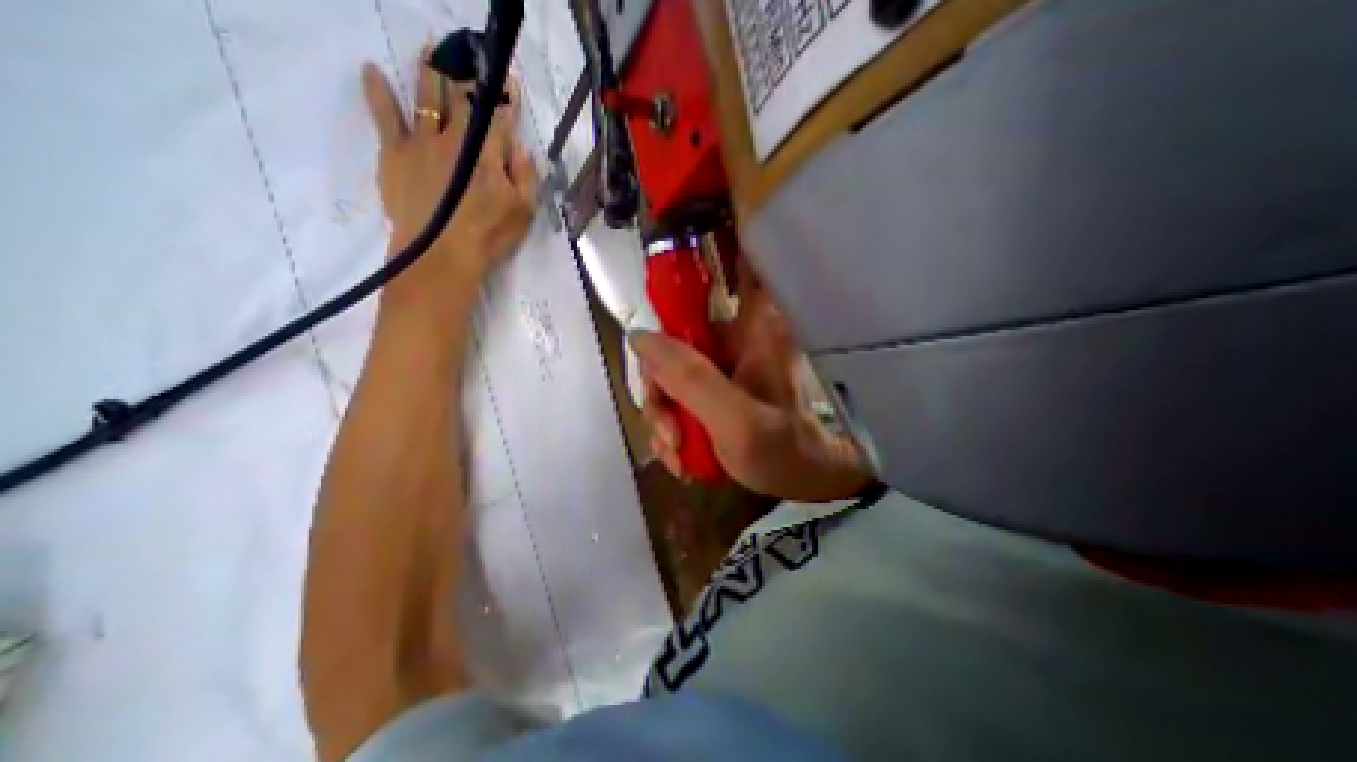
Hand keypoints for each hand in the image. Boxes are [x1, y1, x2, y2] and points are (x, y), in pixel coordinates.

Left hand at [363, 47, 538, 308]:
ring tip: (431, 45)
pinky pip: (384, 115)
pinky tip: (371, 68)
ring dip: (429, 68)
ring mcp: (421, 141)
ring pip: (425, 96)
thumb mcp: (523, 211)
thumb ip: (524, 175)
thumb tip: (519, 146)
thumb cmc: (489, 236)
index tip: (505, 77)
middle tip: (466, 47)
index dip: (502, 94)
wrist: (441, 255)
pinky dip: (377, 90)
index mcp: (487, 153)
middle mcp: (454, 138)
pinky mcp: (394, 152)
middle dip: (466, 70)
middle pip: (461, 97)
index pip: (497, 115)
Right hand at [632, 265, 875, 503]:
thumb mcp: (738, 421)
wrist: (806, 484)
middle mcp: (734, 338)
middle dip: (659, 390)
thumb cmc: (785, 452)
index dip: (685, 271)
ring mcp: (722, 365)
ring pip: (668, 372)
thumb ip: (691, 379)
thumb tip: (640, 338)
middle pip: (672, 339)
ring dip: (663, 417)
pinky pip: (676, 395)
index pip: (723, 269)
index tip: (657, 307)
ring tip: (677, 452)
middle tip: (670, 432)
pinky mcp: (714, 388)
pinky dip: (671, 427)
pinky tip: (681, 456)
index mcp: (753, 328)